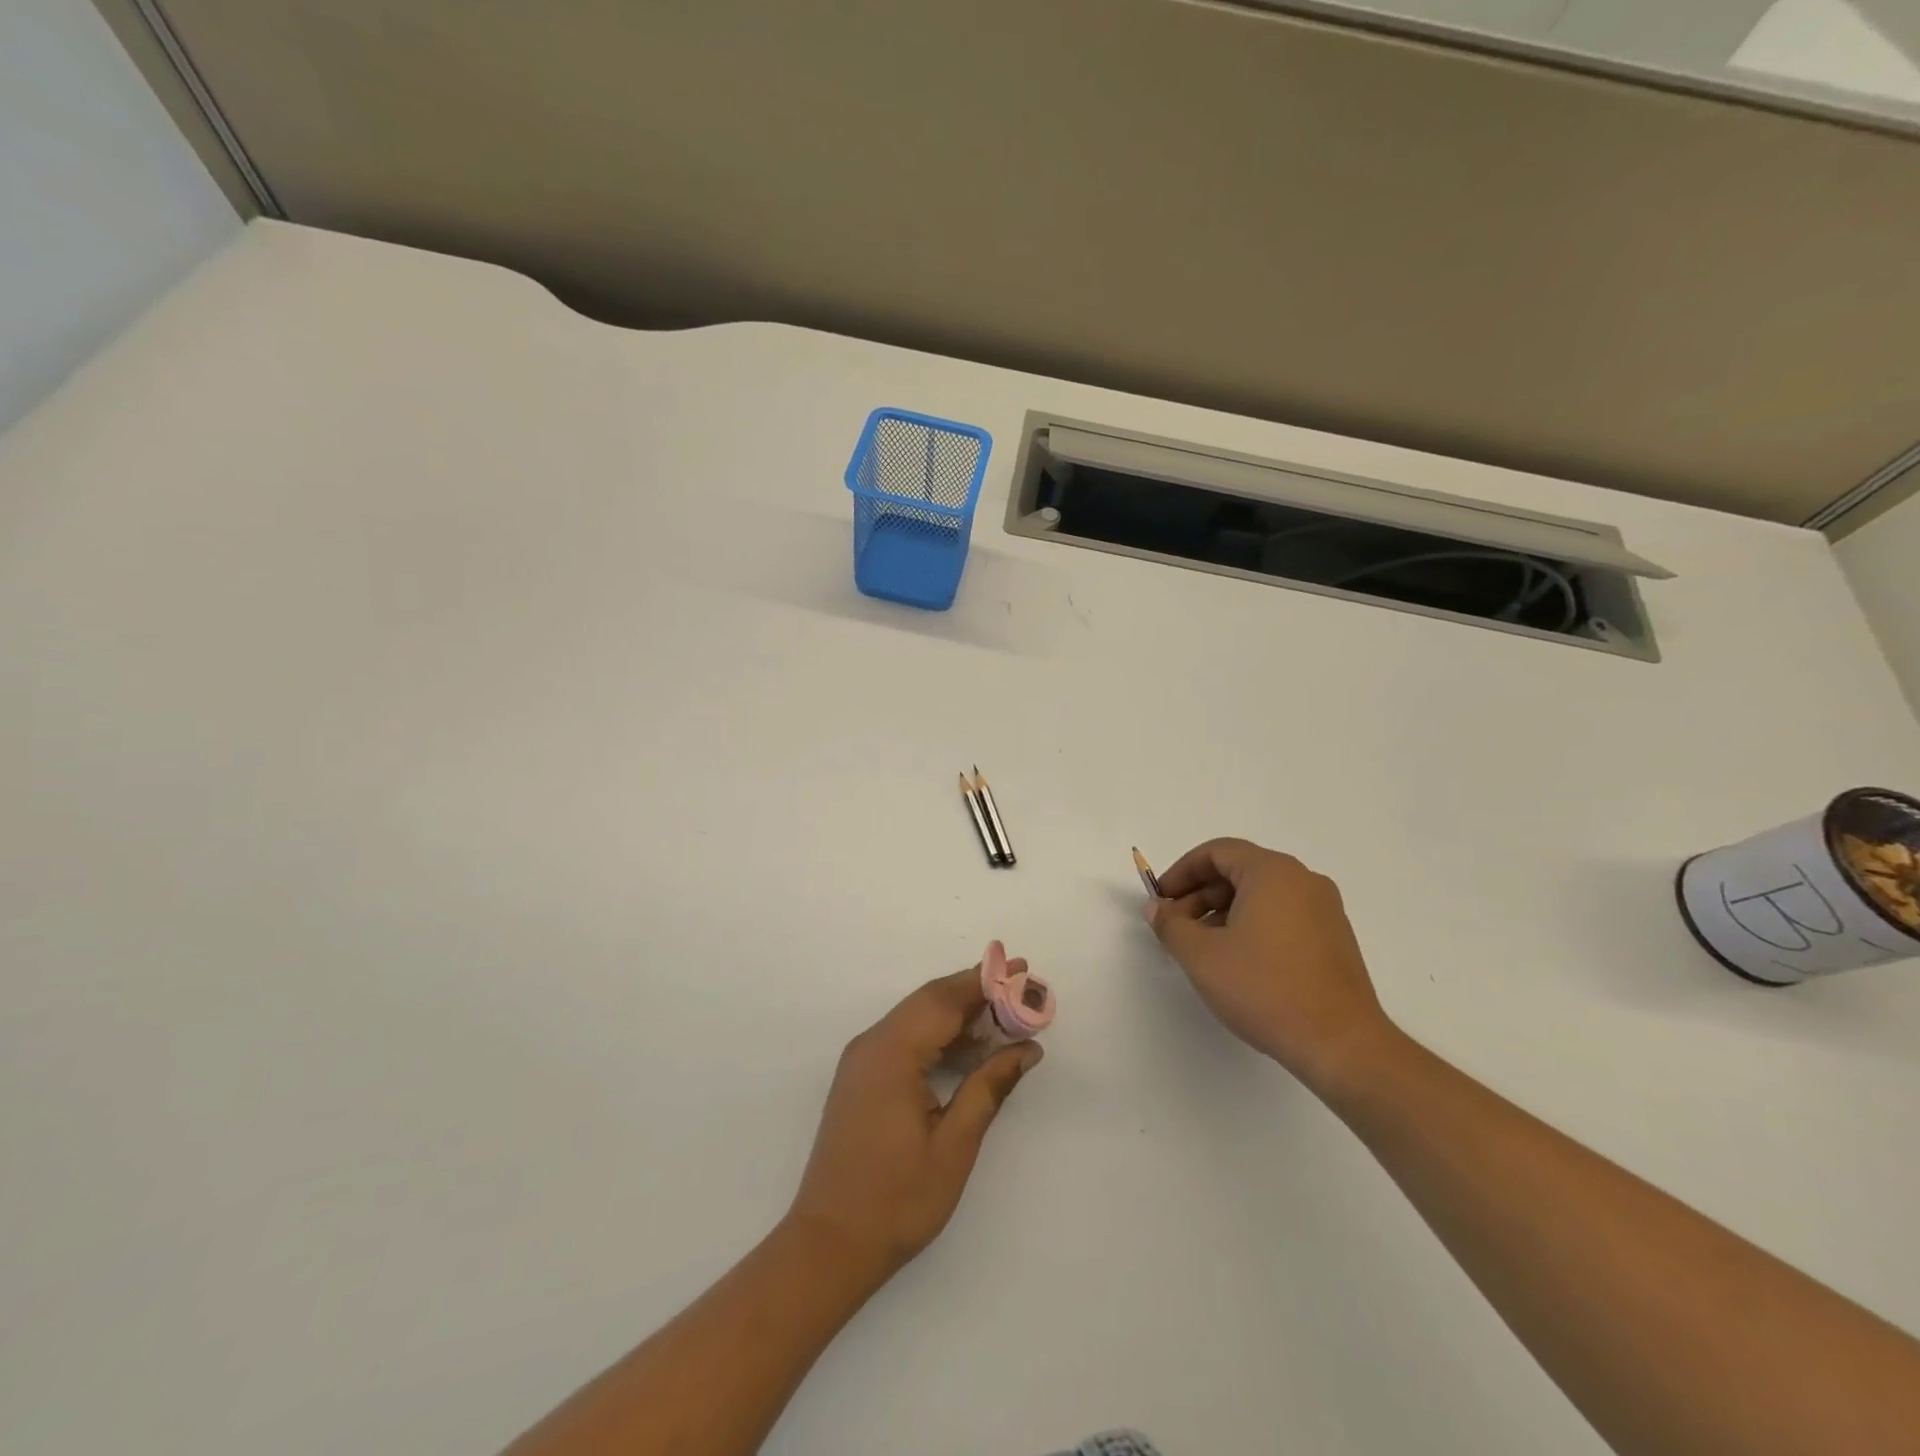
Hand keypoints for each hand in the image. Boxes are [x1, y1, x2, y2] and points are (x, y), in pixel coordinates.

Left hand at [787, 965, 1041, 1282]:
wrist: (828, 1246)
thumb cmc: (896, 1200)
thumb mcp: (954, 1145)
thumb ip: (990, 1087)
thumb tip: (1027, 1049)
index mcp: (892, 1052)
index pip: (944, 999)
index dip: (986, 981)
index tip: (1024, 970)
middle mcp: (872, 1044)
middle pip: (930, 1002)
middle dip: (977, 992)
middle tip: (1022, 990)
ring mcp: (863, 1061)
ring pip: (918, 1018)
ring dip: (960, 1014)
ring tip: (1006, 1019)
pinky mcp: (862, 1079)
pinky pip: (906, 1039)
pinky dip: (940, 1036)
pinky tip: (970, 1051)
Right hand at [1147, 838, 1391, 1096]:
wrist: (1340, 1044)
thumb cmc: (1265, 989)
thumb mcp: (1202, 956)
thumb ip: (1171, 925)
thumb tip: (1158, 908)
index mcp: (1273, 872)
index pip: (1217, 852)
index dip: (1181, 872)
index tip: (1161, 900)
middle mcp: (1303, 881)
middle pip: (1239, 871)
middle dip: (1200, 895)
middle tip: (1175, 927)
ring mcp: (1325, 910)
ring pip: (1261, 895)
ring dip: (1223, 912)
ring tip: (1201, 948)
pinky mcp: (1334, 939)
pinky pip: (1282, 915)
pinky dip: (1252, 925)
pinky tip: (1237, 961)